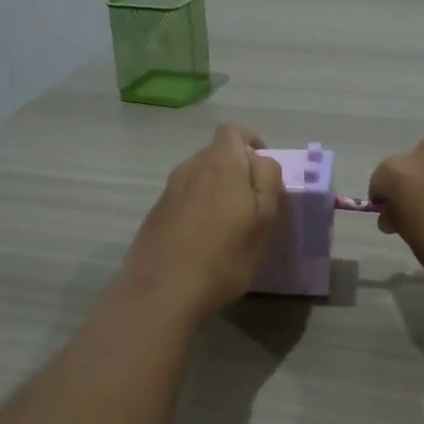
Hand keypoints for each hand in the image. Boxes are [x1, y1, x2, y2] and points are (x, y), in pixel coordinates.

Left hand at [119, 123, 282, 321]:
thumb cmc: (224, 256)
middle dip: (237, 170)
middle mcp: (190, 167)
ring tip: (228, 226)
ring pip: (200, 177)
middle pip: (217, 154)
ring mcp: (168, 190)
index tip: (264, 170)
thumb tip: (260, 160)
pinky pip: (184, 199)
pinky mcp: (155, 214)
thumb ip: (267, 180)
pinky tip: (203, 241)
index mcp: (220, 163)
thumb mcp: (264, 219)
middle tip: (252, 204)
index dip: (252, 143)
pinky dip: (197, 210)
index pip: (234, 131)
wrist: (162, 291)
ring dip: (216, 191)